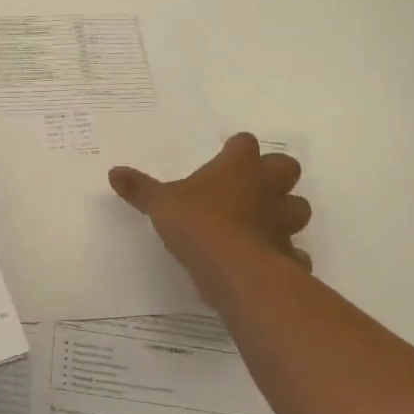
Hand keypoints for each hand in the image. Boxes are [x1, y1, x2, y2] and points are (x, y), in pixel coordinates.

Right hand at [109, 134, 312, 299]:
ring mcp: (282, 222)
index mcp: (237, 167)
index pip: (245, 143)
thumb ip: (140, 188)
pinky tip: (267, 260)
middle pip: (286, 168)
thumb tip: (114, 172)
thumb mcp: (160, 203)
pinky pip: (295, 252)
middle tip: (250, 186)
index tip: (225, 155)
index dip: (237, 148)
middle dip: (274, 174)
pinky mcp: (288, 255)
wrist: (235, 270)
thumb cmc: (197, 223)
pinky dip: (286, 255)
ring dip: (286, 212)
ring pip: (299, 208)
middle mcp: (266, 188)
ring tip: (262, 222)